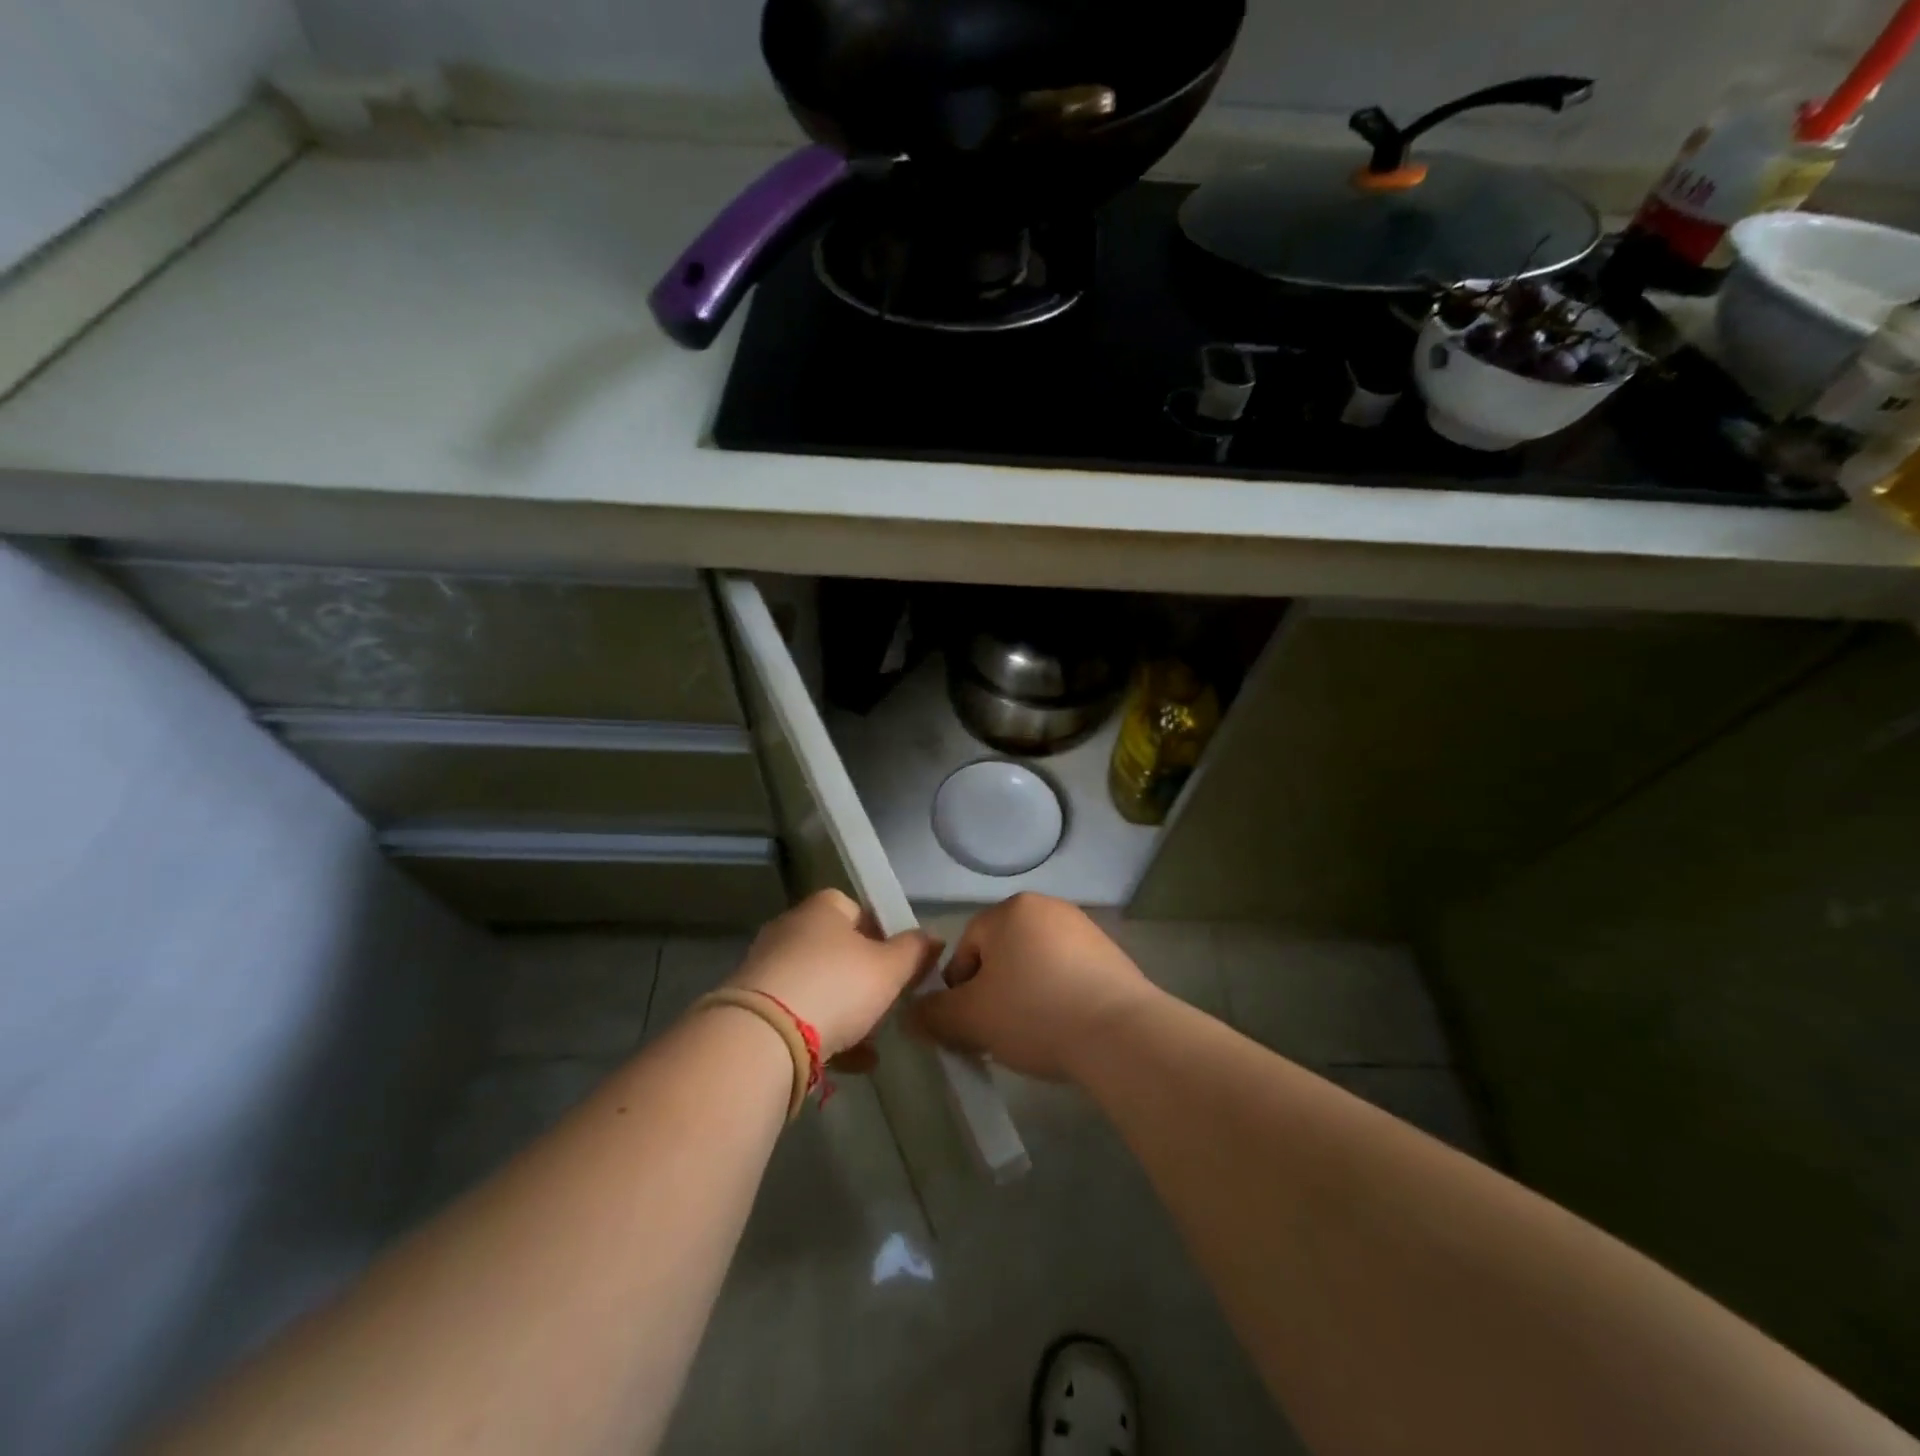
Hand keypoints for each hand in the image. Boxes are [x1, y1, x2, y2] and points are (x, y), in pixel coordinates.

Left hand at [726, 889, 941, 1059]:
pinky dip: (824, 1034)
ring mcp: (767, 968)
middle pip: (836, 949)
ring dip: (845, 1011)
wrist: (763, 1037)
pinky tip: (851, 1063)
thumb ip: (914, 951)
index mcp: (822, 909)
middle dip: (863, 978)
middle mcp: (790, 929)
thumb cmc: (836, 986)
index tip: (898, 964)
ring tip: (871, 1042)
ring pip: (817, 985)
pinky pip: (798, 1015)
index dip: (881, 934)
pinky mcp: (753, 1007)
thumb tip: (932, 937)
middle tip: (886, 1004)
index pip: (856, 909)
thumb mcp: (889, 969)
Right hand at [915, 894, 1162, 1082]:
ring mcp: (1084, 929)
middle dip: (993, 992)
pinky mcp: (1112, 955)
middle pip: (1002, 954)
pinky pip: (1069, 974)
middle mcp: (1047, 908)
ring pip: (1035, 964)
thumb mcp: (971, 1019)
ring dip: (1026, 995)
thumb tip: (911, 1014)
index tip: (968, 1025)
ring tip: (1033, 1034)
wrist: (1120, 1033)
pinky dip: (1059, 997)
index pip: (966, 947)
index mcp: (1010, 911)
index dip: (959, 990)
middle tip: (997, 1032)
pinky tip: (1065, 1027)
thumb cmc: (1035, 1013)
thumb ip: (934, 1014)